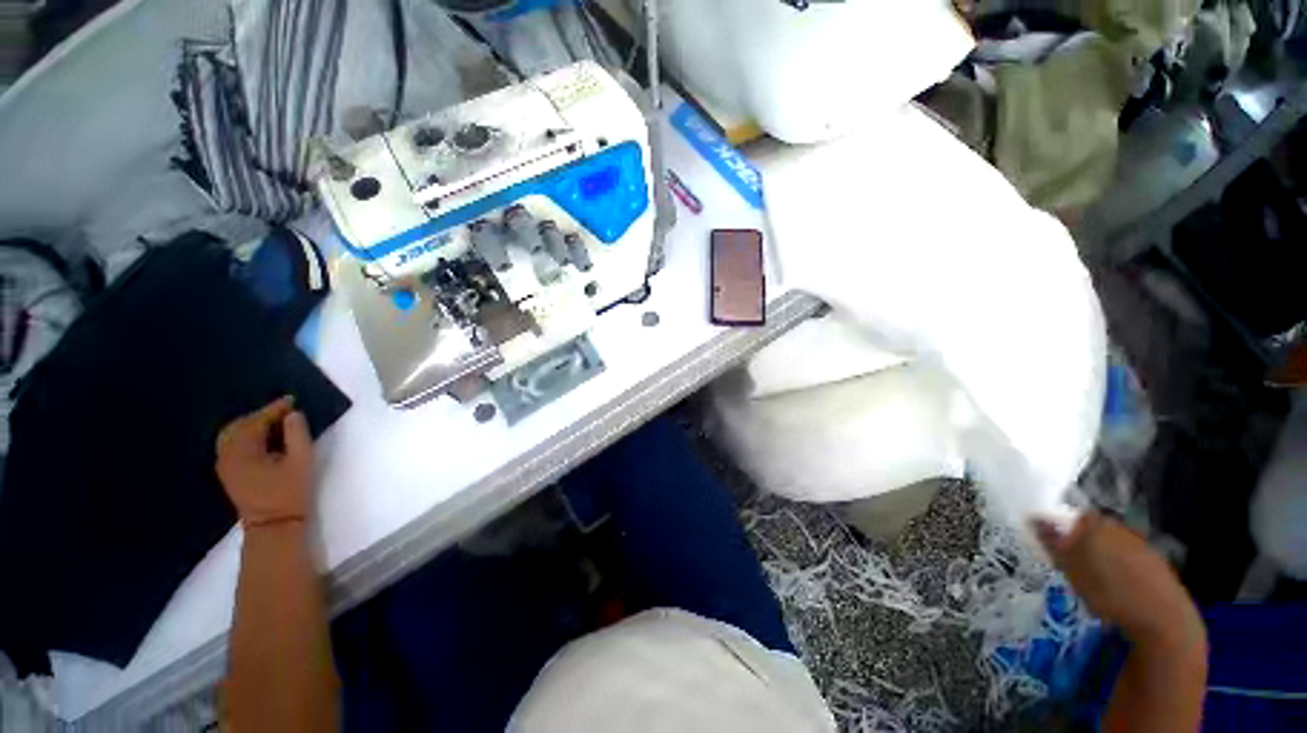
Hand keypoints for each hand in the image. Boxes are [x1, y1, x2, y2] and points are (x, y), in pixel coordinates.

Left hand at [216, 396, 313, 526]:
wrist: (273, 524)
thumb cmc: (290, 492)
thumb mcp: (301, 461)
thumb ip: (297, 434)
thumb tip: (293, 415)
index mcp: (243, 451)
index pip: (256, 421)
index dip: (274, 409)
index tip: (292, 400)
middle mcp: (227, 455)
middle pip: (238, 425)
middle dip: (260, 415)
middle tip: (284, 411)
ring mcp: (224, 465)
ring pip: (232, 435)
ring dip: (251, 425)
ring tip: (274, 423)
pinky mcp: (228, 473)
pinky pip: (231, 445)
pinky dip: (245, 436)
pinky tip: (262, 439)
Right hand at [1035, 512, 1202, 647]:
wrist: (1161, 618)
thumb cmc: (1106, 590)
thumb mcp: (1069, 567)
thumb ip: (1050, 541)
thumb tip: (1031, 517)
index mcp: (1096, 524)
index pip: (1073, 516)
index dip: (1062, 529)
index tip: (1056, 547)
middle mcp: (1119, 527)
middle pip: (1095, 529)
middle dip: (1083, 542)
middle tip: (1072, 565)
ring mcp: (1142, 545)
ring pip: (1114, 545)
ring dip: (1103, 557)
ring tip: (1095, 580)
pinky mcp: (1157, 564)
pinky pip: (1131, 559)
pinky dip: (1121, 569)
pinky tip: (1119, 589)